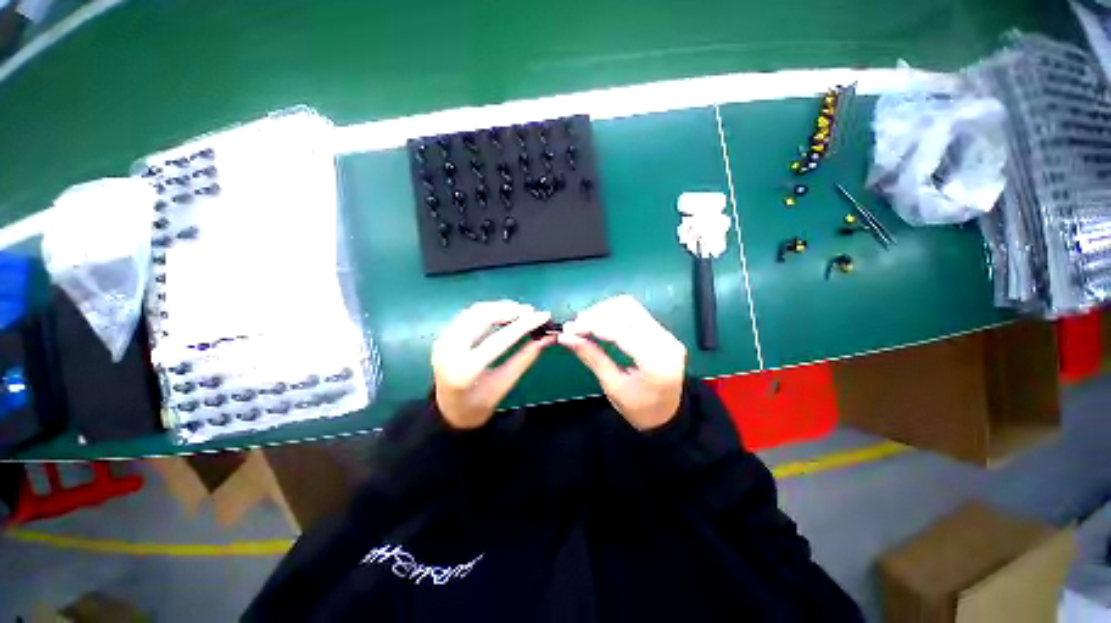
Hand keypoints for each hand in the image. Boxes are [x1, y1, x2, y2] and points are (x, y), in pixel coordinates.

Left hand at [432, 300, 553, 429]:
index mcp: (465, 370)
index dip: (524, 325)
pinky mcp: (444, 335)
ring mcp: (444, 340)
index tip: (543, 316)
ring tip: (520, 311)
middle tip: (531, 311)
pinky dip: (488, 310)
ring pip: (475, 311)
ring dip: (499, 307)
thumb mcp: (504, 385)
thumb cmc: (478, 405)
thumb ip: (524, 359)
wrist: (448, 412)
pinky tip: (503, 313)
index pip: (499, 340)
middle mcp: (450, 350)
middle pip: (483, 317)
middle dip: (510, 310)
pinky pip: (468, 315)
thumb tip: (546, 338)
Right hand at [559, 295, 686, 430]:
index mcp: (655, 361)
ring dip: (604, 310)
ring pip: (630, 307)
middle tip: (575, 325)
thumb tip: (566, 337)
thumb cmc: (639, 409)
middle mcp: (665, 342)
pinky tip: (599, 322)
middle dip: (597, 314)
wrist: (668, 416)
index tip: (569, 329)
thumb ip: (591, 357)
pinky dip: (613, 314)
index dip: (592, 325)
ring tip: (584, 323)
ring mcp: (666, 334)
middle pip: (627, 310)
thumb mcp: (612, 386)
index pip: (620, 330)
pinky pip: (635, 313)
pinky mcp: (662, 332)